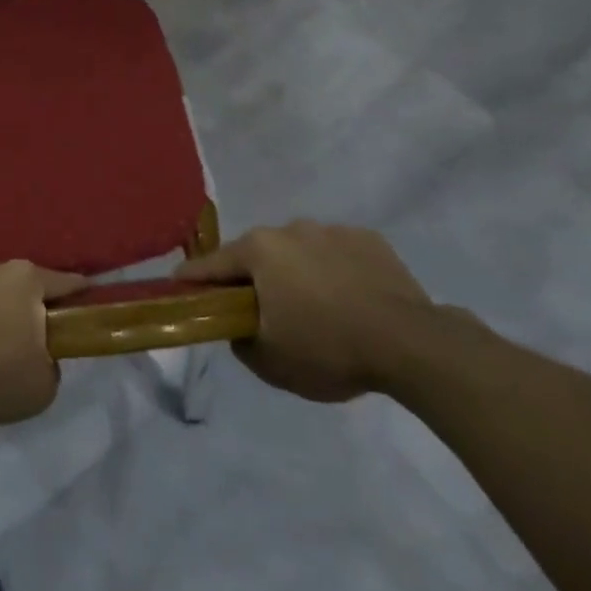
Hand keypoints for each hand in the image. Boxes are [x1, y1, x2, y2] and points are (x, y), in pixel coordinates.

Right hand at [175, 220, 432, 401]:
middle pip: (258, 255)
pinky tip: (351, 301)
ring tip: (316, 309)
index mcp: (258, 250)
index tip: (179, 288)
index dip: (192, 280)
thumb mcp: (269, 362)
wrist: (412, 344)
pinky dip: (336, 272)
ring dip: (297, 273)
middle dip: (254, 279)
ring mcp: (332, 230)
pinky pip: (338, 255)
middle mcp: (290, 229)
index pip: (211, 264)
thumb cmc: (328, 349)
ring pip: (300, 252)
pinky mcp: (370, 240)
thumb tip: (239, 327)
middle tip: (262, 312)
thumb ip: (240, 340)